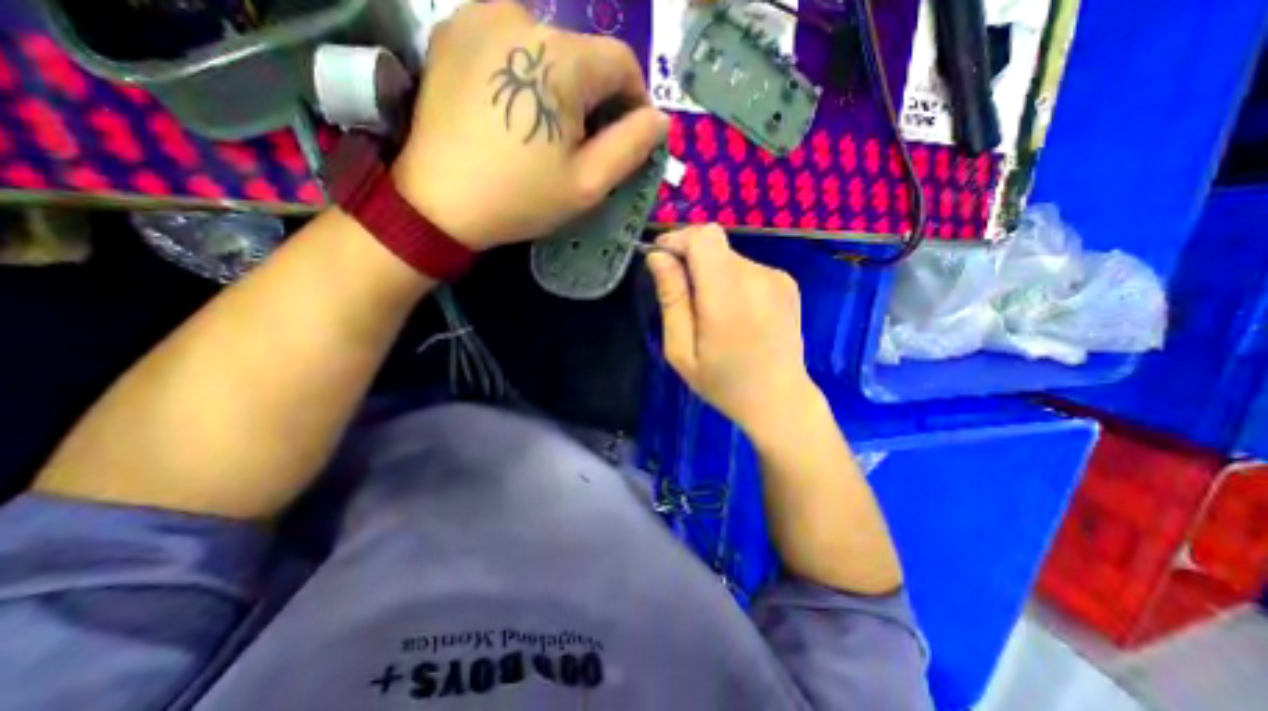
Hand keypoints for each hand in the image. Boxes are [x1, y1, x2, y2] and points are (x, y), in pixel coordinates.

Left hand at [392, 1, 665, 249]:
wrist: (438, 203)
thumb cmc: (521, 197)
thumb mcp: (588, 183)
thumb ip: (632, 146)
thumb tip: (659, 119)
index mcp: (561, 58)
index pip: (622, 62)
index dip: (635, 100)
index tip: (627, 137)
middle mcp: (521, 16)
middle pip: (584, 55)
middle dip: (595, 98)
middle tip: (583, 145)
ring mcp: (479, 15)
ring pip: (548, 49)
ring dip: (560, 87)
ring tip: (546, 132)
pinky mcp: (452, 30)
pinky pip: (511, 45)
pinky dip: (526, 75)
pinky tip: (514, 113)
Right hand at [647, 228, 815, 438]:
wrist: (780, 401)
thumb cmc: (723, 383)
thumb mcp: (681, 351)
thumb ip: (672, 299)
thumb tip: (658, 257)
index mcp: (728, 298)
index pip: (705, 238)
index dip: (679, 240)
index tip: (662, 261)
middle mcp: (758, 279)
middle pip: (715, 244)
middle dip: (691, 261)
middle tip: (684, 299)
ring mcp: (777, 278)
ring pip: (729, 256)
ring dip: (711, 274)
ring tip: (711, 313)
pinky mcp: (787, 282)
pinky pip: (747, 268)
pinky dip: (731, 280)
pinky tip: (735, 313)